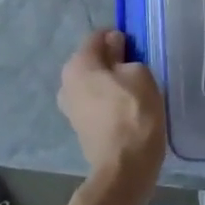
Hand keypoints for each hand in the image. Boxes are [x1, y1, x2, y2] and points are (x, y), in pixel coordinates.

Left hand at [57, 30, 166, 181]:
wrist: (125, 167)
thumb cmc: (134, 112)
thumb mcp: (139, 73)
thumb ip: (124, 54)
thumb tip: (114, 45)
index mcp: (77, 64)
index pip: (98, 36)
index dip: (119, 36)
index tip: (137, 47)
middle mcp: (66, 82)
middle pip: (92, 60)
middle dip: (113, 59)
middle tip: (138, 68)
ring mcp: (69, 107)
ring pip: (93, 82)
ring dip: (110, 81)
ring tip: (134, 89)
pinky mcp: (79, 127)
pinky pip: (94, 102)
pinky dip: (107, 100)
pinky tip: (126, 109)